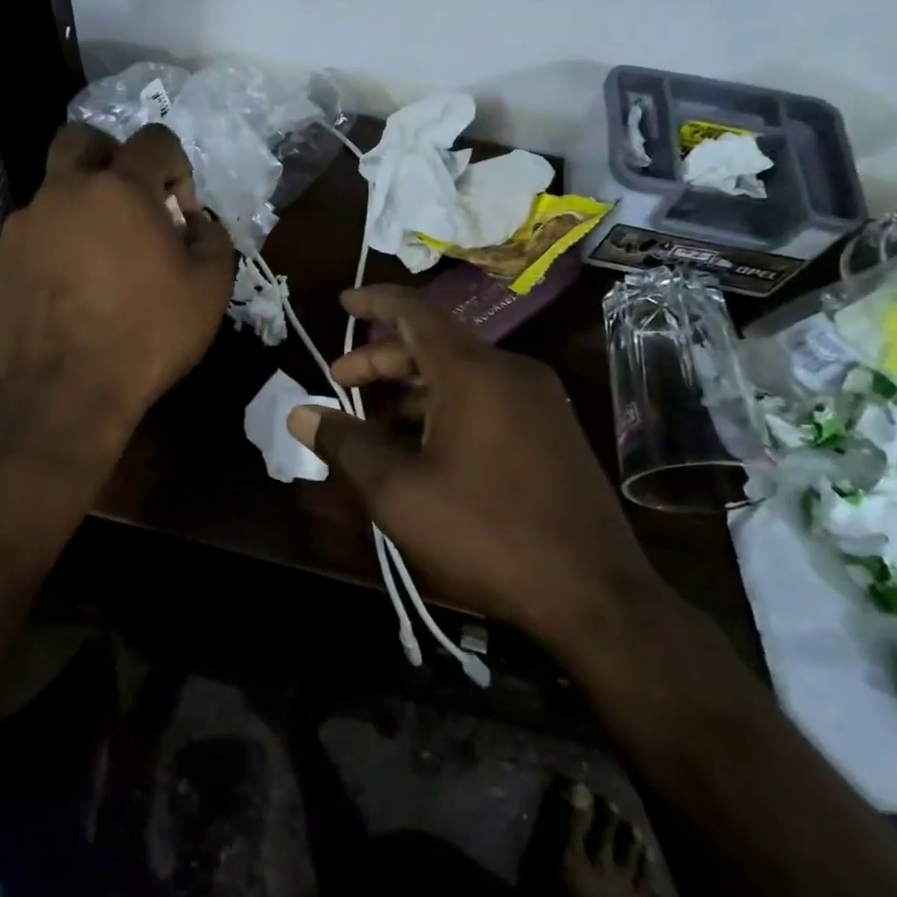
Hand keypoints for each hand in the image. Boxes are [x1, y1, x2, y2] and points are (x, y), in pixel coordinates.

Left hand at [0, 122, 234, 438]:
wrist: (69, 391)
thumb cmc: (148, 334)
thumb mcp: (210, 288)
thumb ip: (212, 238)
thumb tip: (195, 222)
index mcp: (120, 188)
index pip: (154, 139)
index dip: (175, 165)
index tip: (178, 210)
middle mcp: (64, 191)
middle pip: (80, 139)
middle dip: (108, 155)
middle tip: (126, 199)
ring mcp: (22, 225)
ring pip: (51, 193)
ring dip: (77, 210)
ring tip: (94, 260)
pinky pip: (28, 236)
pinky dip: (50, 247)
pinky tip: (63, 289)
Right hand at [287, 285, 668, 645]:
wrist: (595, 595)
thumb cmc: (486, 534)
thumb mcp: (399, 491)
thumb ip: (346, 444)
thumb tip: (300, 414)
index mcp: (473, 372)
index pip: (415, 311)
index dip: (375, 301)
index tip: (343, 301)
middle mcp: (510, 372)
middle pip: (434, 345)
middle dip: (381, 360)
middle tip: (340, 382)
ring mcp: (539, 402)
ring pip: (460, 376)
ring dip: (411, 392)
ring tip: (373, 425)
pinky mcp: (553, 432)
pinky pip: (487, 400)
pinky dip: (444, 409)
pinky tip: (423, 450)